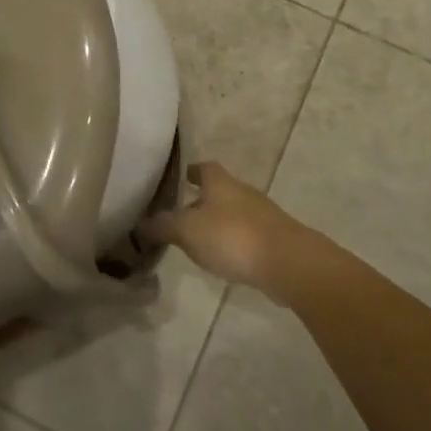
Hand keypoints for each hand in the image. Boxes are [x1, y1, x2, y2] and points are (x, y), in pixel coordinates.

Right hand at [140, 161, 306, 293]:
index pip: (202, 167)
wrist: (288, 262)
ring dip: (216, 224)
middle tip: (178, 216)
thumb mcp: (187, 231)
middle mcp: (242, 192)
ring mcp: (262, 215)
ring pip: (232, 213)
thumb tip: (141, 223)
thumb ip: (163, 226)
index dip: (188, 172)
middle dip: (200, 202)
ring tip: (197, 241)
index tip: (176, 180)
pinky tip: (224, 259)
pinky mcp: (274, 238)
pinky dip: (233, 242)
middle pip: (218, 191)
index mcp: (220, 182)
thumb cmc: (232, 236)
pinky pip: (246, 235)